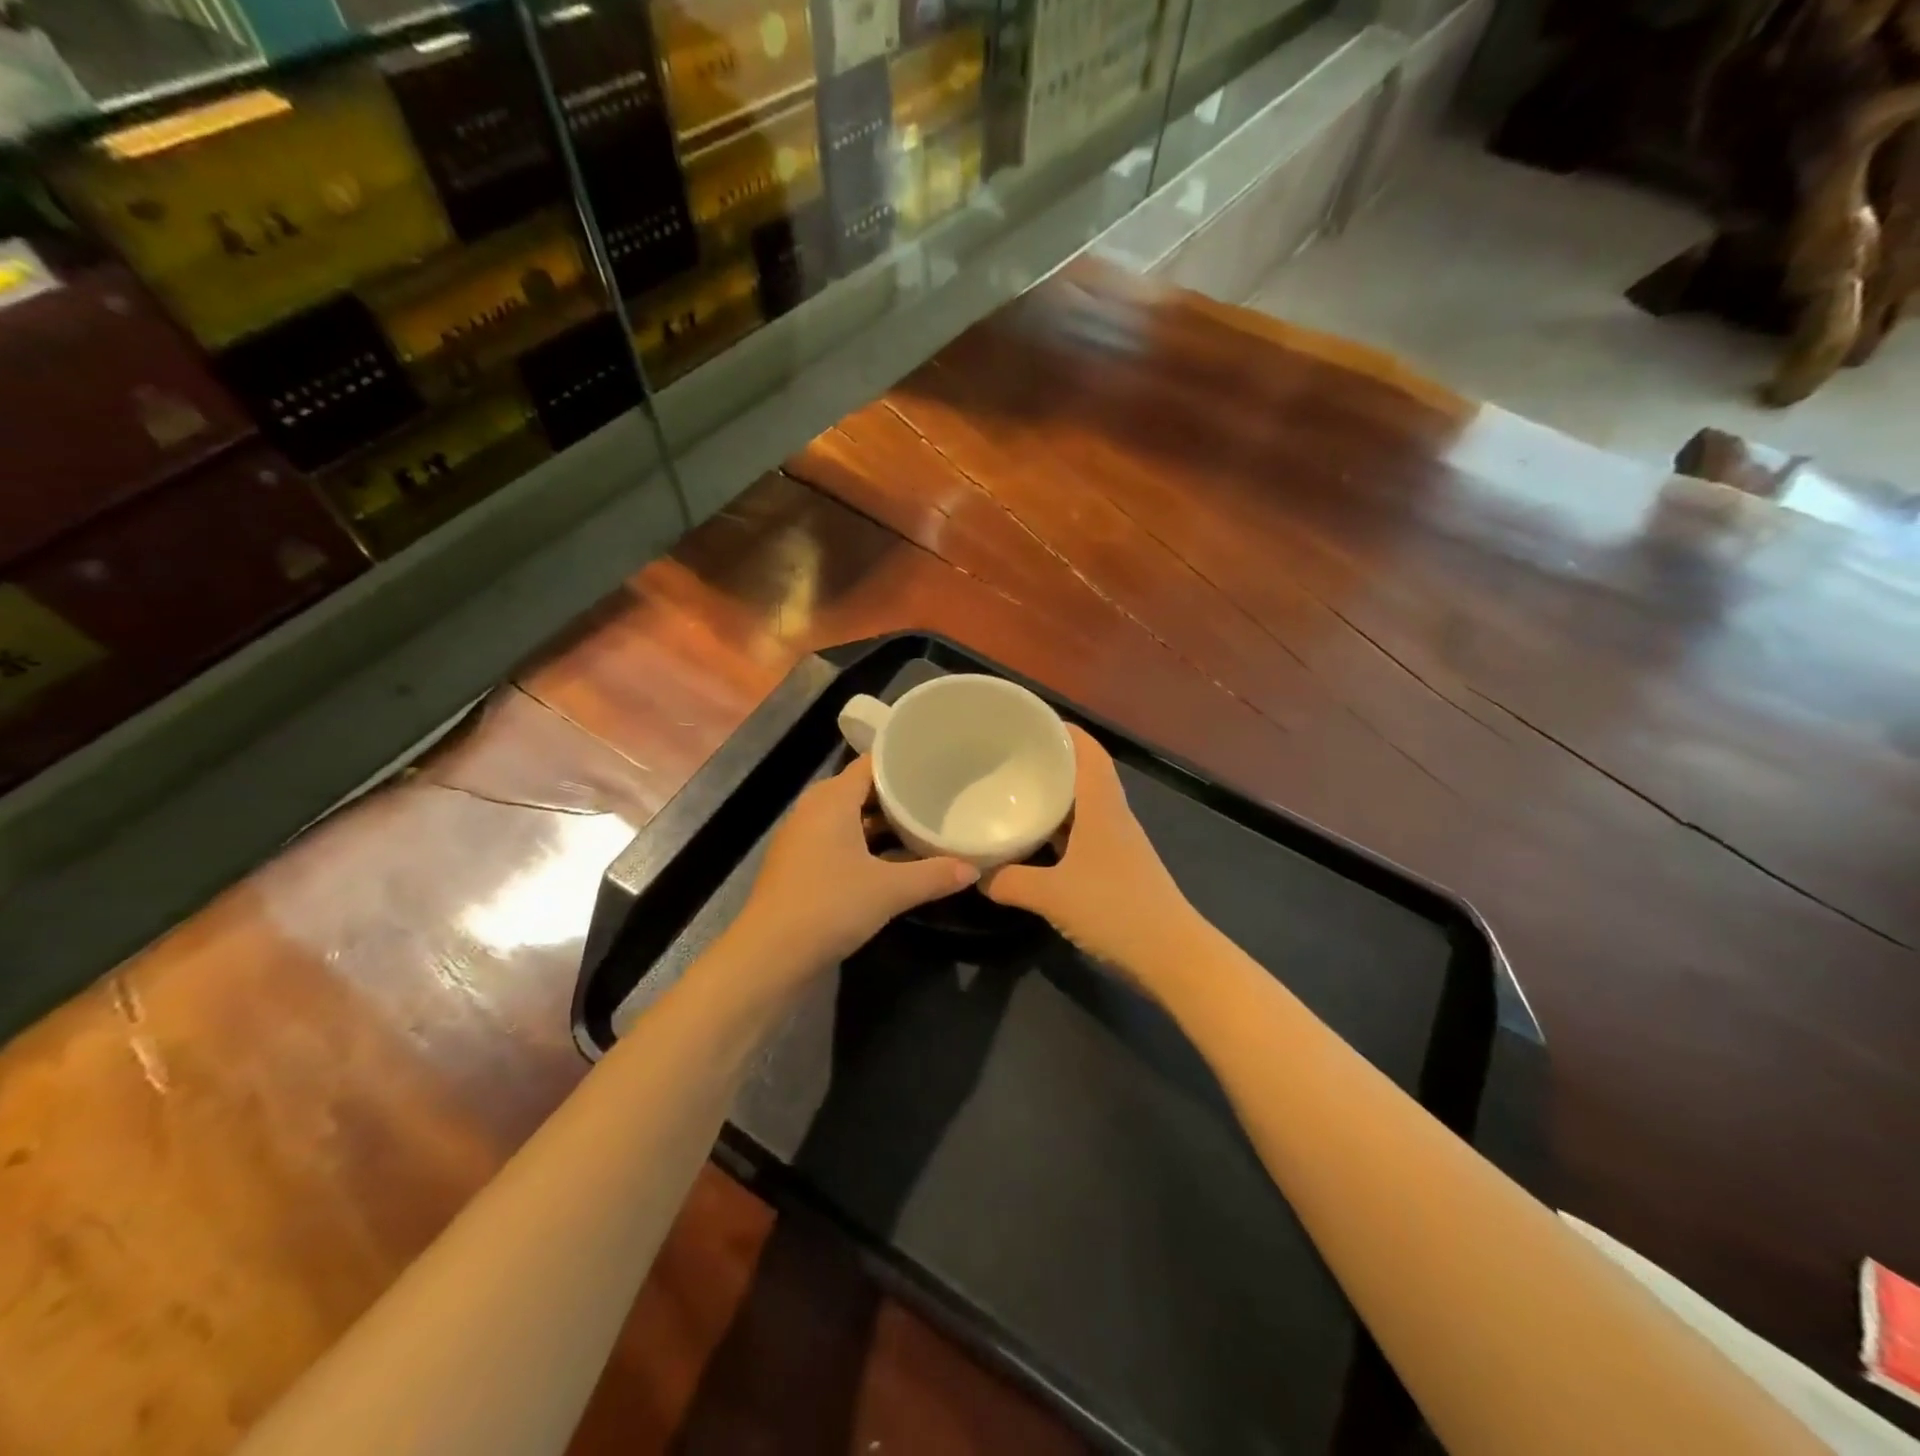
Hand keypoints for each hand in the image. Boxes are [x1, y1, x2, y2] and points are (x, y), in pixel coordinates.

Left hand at [730, 756, 977, 983]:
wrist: (770, 955)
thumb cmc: (830, 906)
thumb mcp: (890, 890)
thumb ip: (934, 875)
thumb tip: (974, 869)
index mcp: (831, 800)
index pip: (871, 764)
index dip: (903, 762)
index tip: (936, 764)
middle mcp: (814, 810)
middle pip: (862, 790)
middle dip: (898, 795)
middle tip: (938, 795)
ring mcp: (803, 839)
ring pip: (851, 818)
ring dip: (883, 823)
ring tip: (924, 824)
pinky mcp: (801, 865)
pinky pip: (840, 841)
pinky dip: (867, 844)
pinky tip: (895, 860)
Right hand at [980, 726, 1200, 986]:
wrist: (1171, 955)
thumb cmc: (1114, 910)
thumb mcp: (1051, 895)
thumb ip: (1009, 882)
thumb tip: (974, 874)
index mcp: (1102, 806)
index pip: (1087, 750)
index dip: (1062, 729)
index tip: (1027, 722)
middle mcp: (1112, 816)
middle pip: (1083, 773)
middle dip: (1049, 761)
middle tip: (1008, 757)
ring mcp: (1117, 843)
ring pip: (1082, 806)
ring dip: (1054, 797)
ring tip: (1014, 792)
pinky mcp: (1116, 867)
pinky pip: (1082, 834)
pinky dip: (1059, 830)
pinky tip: (1033, 842)